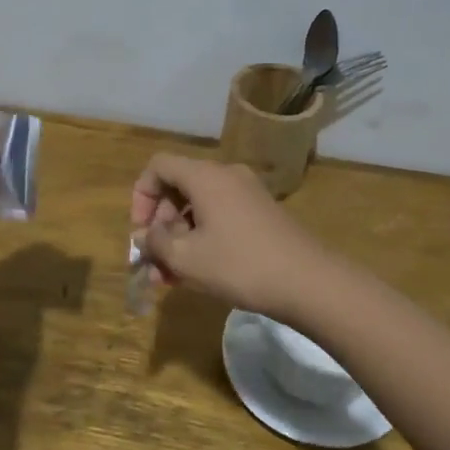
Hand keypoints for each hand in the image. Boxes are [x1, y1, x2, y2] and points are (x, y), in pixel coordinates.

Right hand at [130, 154, 327, 317]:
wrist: (309, 282)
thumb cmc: (240, 265)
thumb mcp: (186, 258)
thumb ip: (155, 243)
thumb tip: (143, 236)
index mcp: (205, 177)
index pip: (159, 166)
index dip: (141, 195)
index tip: (140, 231)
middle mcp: (226, 176)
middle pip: (179, 187)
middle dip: (160, 224)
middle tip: (154, 260)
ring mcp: (247, 194)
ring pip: (199, 207)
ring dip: (179, 238)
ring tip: (169, 278)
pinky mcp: (261, 214)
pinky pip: (220, 217)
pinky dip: (202, 239)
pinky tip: (196, 274)